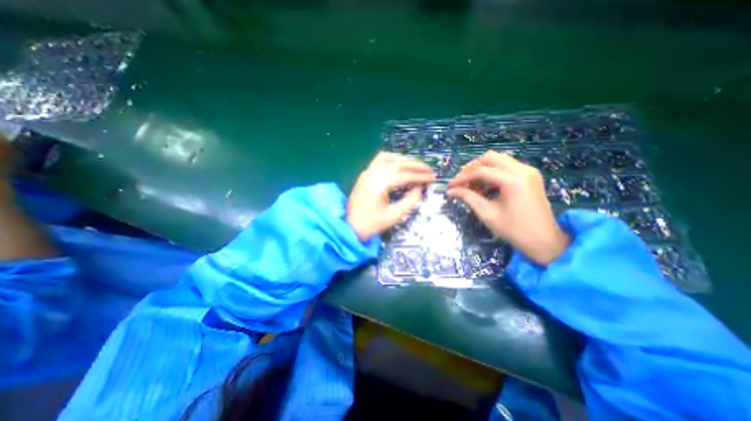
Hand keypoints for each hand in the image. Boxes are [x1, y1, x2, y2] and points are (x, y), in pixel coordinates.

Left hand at [350, 152, 438, 241]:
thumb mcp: (394, 216)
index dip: (420, 176)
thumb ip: (410, 201)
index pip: (405, 175)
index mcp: (380, 184)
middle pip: (398, 163)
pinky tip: (398, 164)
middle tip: (428, 170)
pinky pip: (379, 159)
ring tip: (416, 166)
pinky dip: (392, 158)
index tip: (432, 178)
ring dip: (404, 160)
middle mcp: (373, 174)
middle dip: (416, 165)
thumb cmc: (372, 224)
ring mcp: (367, 172)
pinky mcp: (365, 174)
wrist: (350, 228)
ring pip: (389, 158)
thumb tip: (420, 189)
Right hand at [444, 150, 569, 265]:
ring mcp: (529, 171)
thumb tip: (451, 191)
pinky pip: (506, 167)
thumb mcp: (487, 214)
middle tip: (461, 182)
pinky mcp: (530, 175)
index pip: (481, 171)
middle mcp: (522, 169)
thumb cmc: (514, 230)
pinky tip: (485, 187)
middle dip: (472, 169)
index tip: (450, 186)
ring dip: (482, 170)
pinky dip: (493, 173)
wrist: (544, 241)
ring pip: (498, 160)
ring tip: (472, 186)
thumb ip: (468, 198)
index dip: (462, 178)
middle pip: (490, 158)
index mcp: (513, 180)